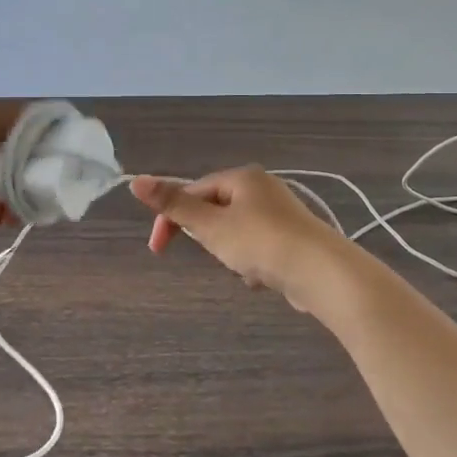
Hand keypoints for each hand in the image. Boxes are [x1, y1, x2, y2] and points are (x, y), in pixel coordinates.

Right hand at [129, 167, 349, 303]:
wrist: (322, 273)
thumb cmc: (261, 243)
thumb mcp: (210, 225)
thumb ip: (173, 205)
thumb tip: (135, 180)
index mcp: (242, 177)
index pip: (194, 190)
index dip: (172, 218)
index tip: (158, 249)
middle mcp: (263, 188)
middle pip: (216, 210)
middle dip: (209, 237)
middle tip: (214, 255)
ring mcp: (282, 213)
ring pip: (237, 232)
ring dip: (232, 253)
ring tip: (244, 269)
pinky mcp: (294, 239)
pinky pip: (259, 247)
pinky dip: (254, 263)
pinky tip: (262, 278)